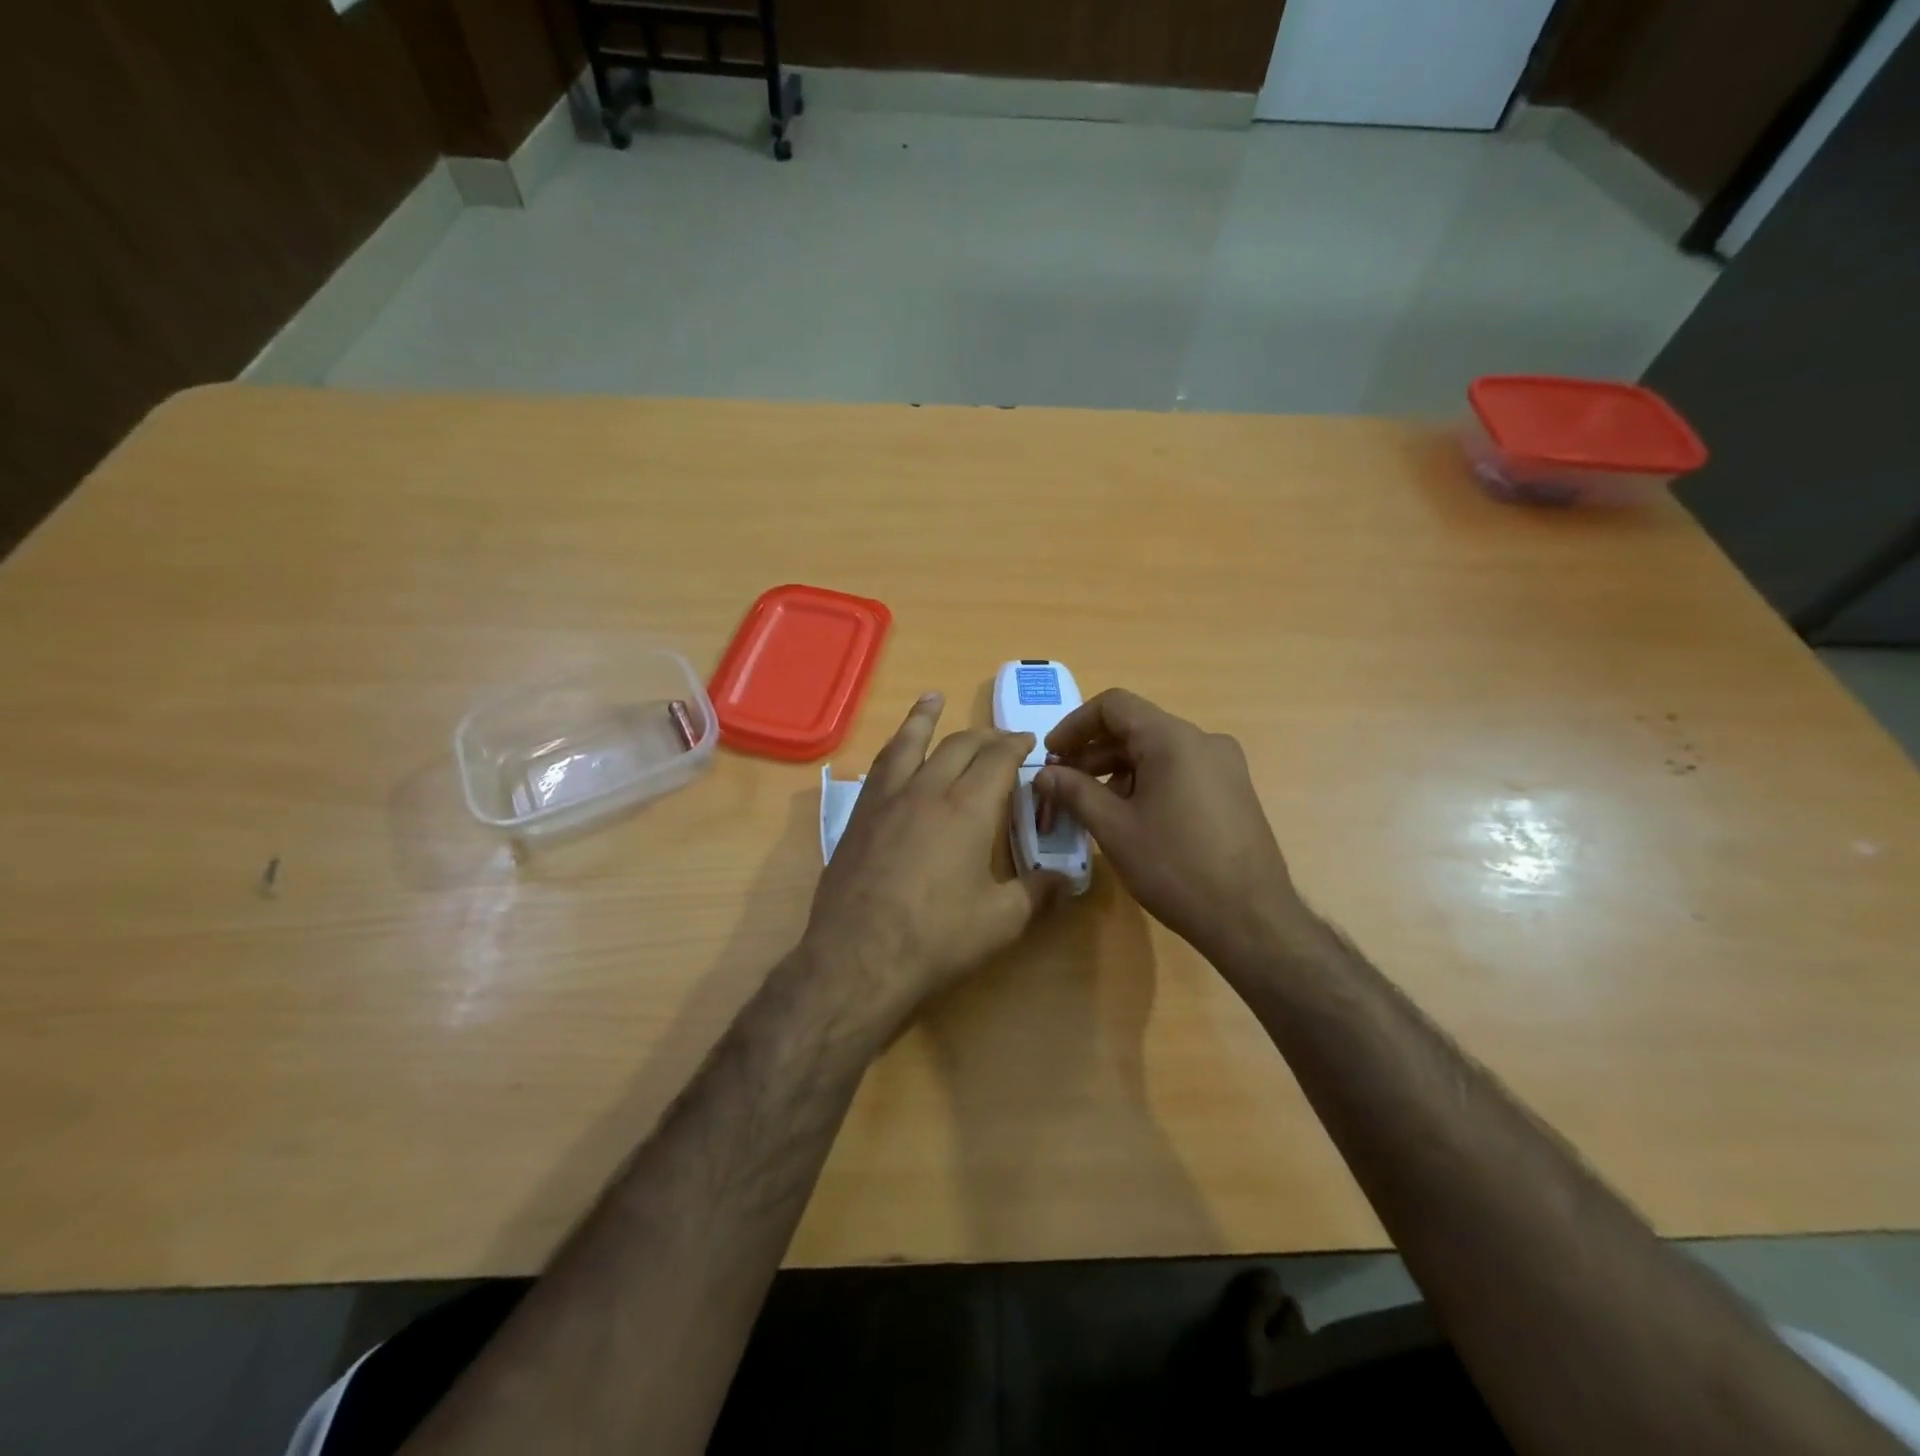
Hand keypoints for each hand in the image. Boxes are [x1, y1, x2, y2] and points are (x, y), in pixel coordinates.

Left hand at [801, 692, 1062, 1042]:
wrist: (857, 958)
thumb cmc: (936, 939)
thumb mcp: (1001, 921)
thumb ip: (1037, 893)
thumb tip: (1066, 879)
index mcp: (968, 809)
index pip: (998, 760)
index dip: (1016, 745)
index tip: (1028, 741)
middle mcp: (927, 790)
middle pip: (958, 746)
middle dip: (984, 736)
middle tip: (1000, 737)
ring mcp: (887, 800)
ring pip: (910, 744)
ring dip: (925, 719)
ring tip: (933, 699)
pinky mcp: (859, 816)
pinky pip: (880, 767)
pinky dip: (894, 748)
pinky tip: (895, 752)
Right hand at [1034, 688, 1303, 968]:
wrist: (1251, 919)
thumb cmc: (1175, 867)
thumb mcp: (1114, 829)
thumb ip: (1074, 792)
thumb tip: (1043, 774)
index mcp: (1173, 739)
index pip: (1114, 705)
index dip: (1075, 725)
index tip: (1052, 757)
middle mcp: (1203, 740)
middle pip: (1136, 727)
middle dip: (1093, 752)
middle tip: (1063, 785)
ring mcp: (1224, 765)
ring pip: (1158, 751)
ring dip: (1118, 770)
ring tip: (1094, 807)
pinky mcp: (1233, 790)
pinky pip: (1180, 770)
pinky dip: (1147, 782)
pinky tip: (1133, 818)